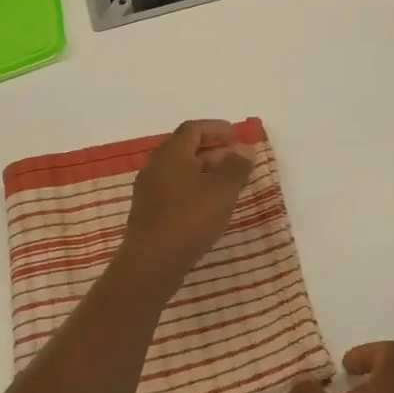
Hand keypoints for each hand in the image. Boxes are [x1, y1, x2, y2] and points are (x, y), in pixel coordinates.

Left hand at [114, 119, 253, 287]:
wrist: (151, 264)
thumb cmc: (189, 220)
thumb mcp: (221, 191)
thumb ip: (236, 167)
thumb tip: (244, 149)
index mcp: (171, 154)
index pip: (193, 129)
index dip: (216, 129)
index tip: (237, 136)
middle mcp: (156, 167)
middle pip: (186, 149)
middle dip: (214, 152)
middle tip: (238, 162)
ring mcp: (149, 191)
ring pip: (181, 172)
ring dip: (205, 173)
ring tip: (228, 186)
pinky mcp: (149, 213)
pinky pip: (175, 191)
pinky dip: (194, 190)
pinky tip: (209, 208)